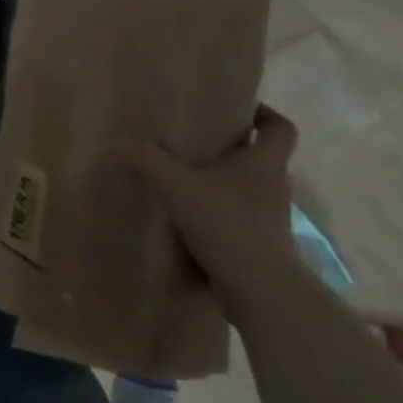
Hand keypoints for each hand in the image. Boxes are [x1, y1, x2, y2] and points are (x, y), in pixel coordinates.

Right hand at [122, 106, 302, 324]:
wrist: (260, 291)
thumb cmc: (229, 224)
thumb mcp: (180, 187)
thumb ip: (150, 162)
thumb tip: (121, 141)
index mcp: (265, 162)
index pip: (281, 128)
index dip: (266, 115)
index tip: (242, 112)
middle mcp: (274, 187)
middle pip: (262, 159)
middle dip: (234, 151)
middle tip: (200, 145)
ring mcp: (271, 220)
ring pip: (250, 192)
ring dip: (225, 186)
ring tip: (188, 183)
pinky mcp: (261, 247)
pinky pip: (241, 221)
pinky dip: (220, 217)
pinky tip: (191, 223)